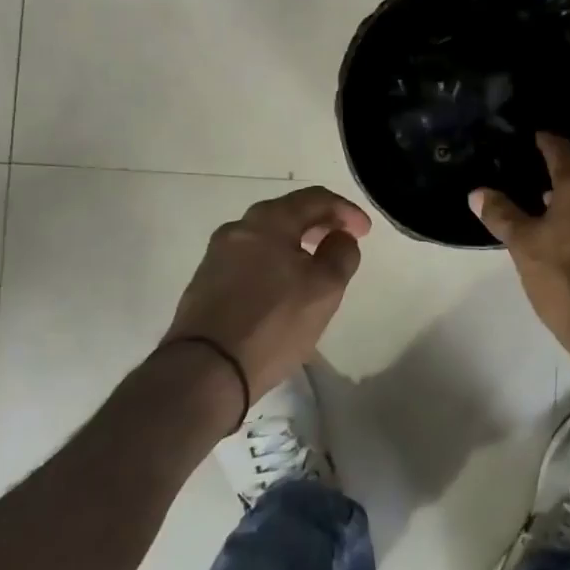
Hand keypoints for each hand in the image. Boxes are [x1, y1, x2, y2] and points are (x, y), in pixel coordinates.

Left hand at [161, 186, 370, 401]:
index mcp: (268, 220)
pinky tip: (284, 287)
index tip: (365, 232)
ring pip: (266, 237)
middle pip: (287, 213)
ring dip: (296, 243)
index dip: (346, 210)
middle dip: (320, 223)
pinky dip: (274, 261)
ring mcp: (216, 255)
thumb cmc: (273, 324)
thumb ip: (341, 254)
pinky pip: (250, 259)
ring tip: (316, 266)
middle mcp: (238, 228)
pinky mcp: (206, 282)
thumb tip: (340, 237)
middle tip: (343, 242)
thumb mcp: (324, 289)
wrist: (205, 371)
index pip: (315, 198)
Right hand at [470, 133, 569, 360]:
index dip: (545, 140)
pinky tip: (556, 218)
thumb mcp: (523, 244)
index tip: (527, 135)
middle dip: (562, 156)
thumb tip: (478, 192)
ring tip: (539, 185)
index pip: (563, 150)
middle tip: (533, 156)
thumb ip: (501, 214)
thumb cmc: (563, 277)